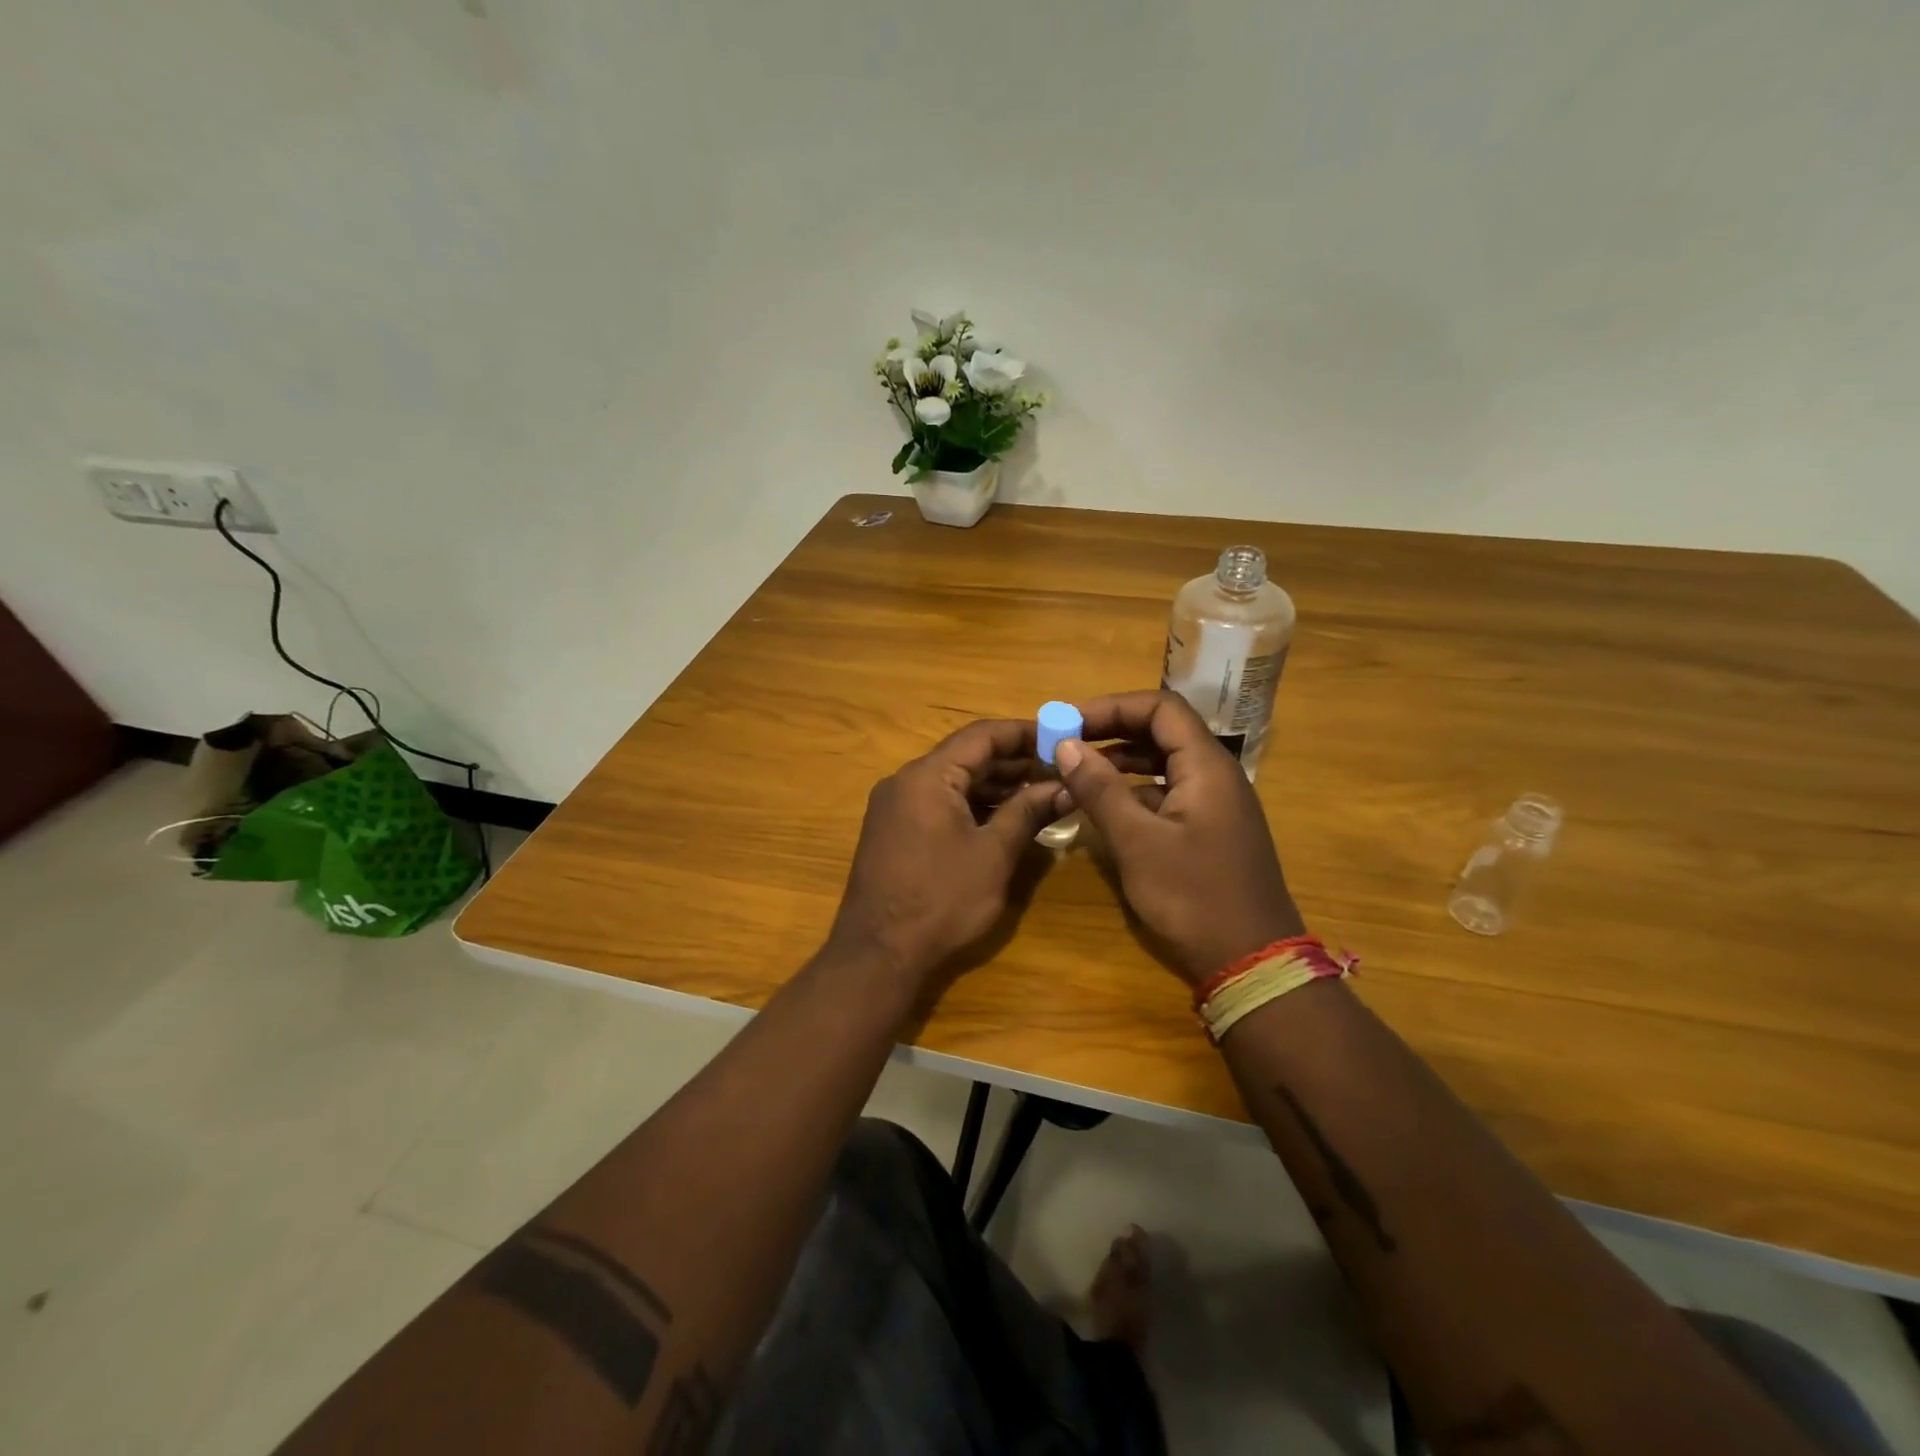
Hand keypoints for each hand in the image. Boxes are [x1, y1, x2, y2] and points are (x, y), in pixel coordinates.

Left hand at [828, 720, 1059, 984]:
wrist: (878, 954)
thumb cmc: (941, 900)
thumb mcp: (993, 854)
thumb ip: (1028, 812)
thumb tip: (1065, 787)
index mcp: (927, 776)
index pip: (981, 735)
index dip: (1023, 733)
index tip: (1060, 738)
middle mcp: (906, 781)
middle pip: (966, 756)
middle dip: (1013, 762)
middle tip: (1058, 770)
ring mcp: (895, 806)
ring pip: (953, 781)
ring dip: (995, 786)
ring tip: (1041, 794)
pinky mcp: (894, 831)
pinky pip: (939, 803)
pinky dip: (972, 806)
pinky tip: (1005, 818)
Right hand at [1055, 690, 1303, 986]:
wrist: (1252, 963)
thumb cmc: (1193, 897)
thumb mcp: (1137, 842)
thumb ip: (1100, 790)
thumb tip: (1065, 745)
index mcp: (1207, 766)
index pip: (1160, 708)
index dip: (1112, 707)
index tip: (1069, 723)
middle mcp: (1216, 775)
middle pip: (1162, 731)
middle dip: (1112, 731)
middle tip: (1066, 744)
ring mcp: (1216, 804)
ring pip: (1164, 763)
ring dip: (1120, 761)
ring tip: (1077, 772)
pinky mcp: (1210, 830)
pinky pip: (1168, 792)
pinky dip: (1134, 791)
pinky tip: (1105, 809)